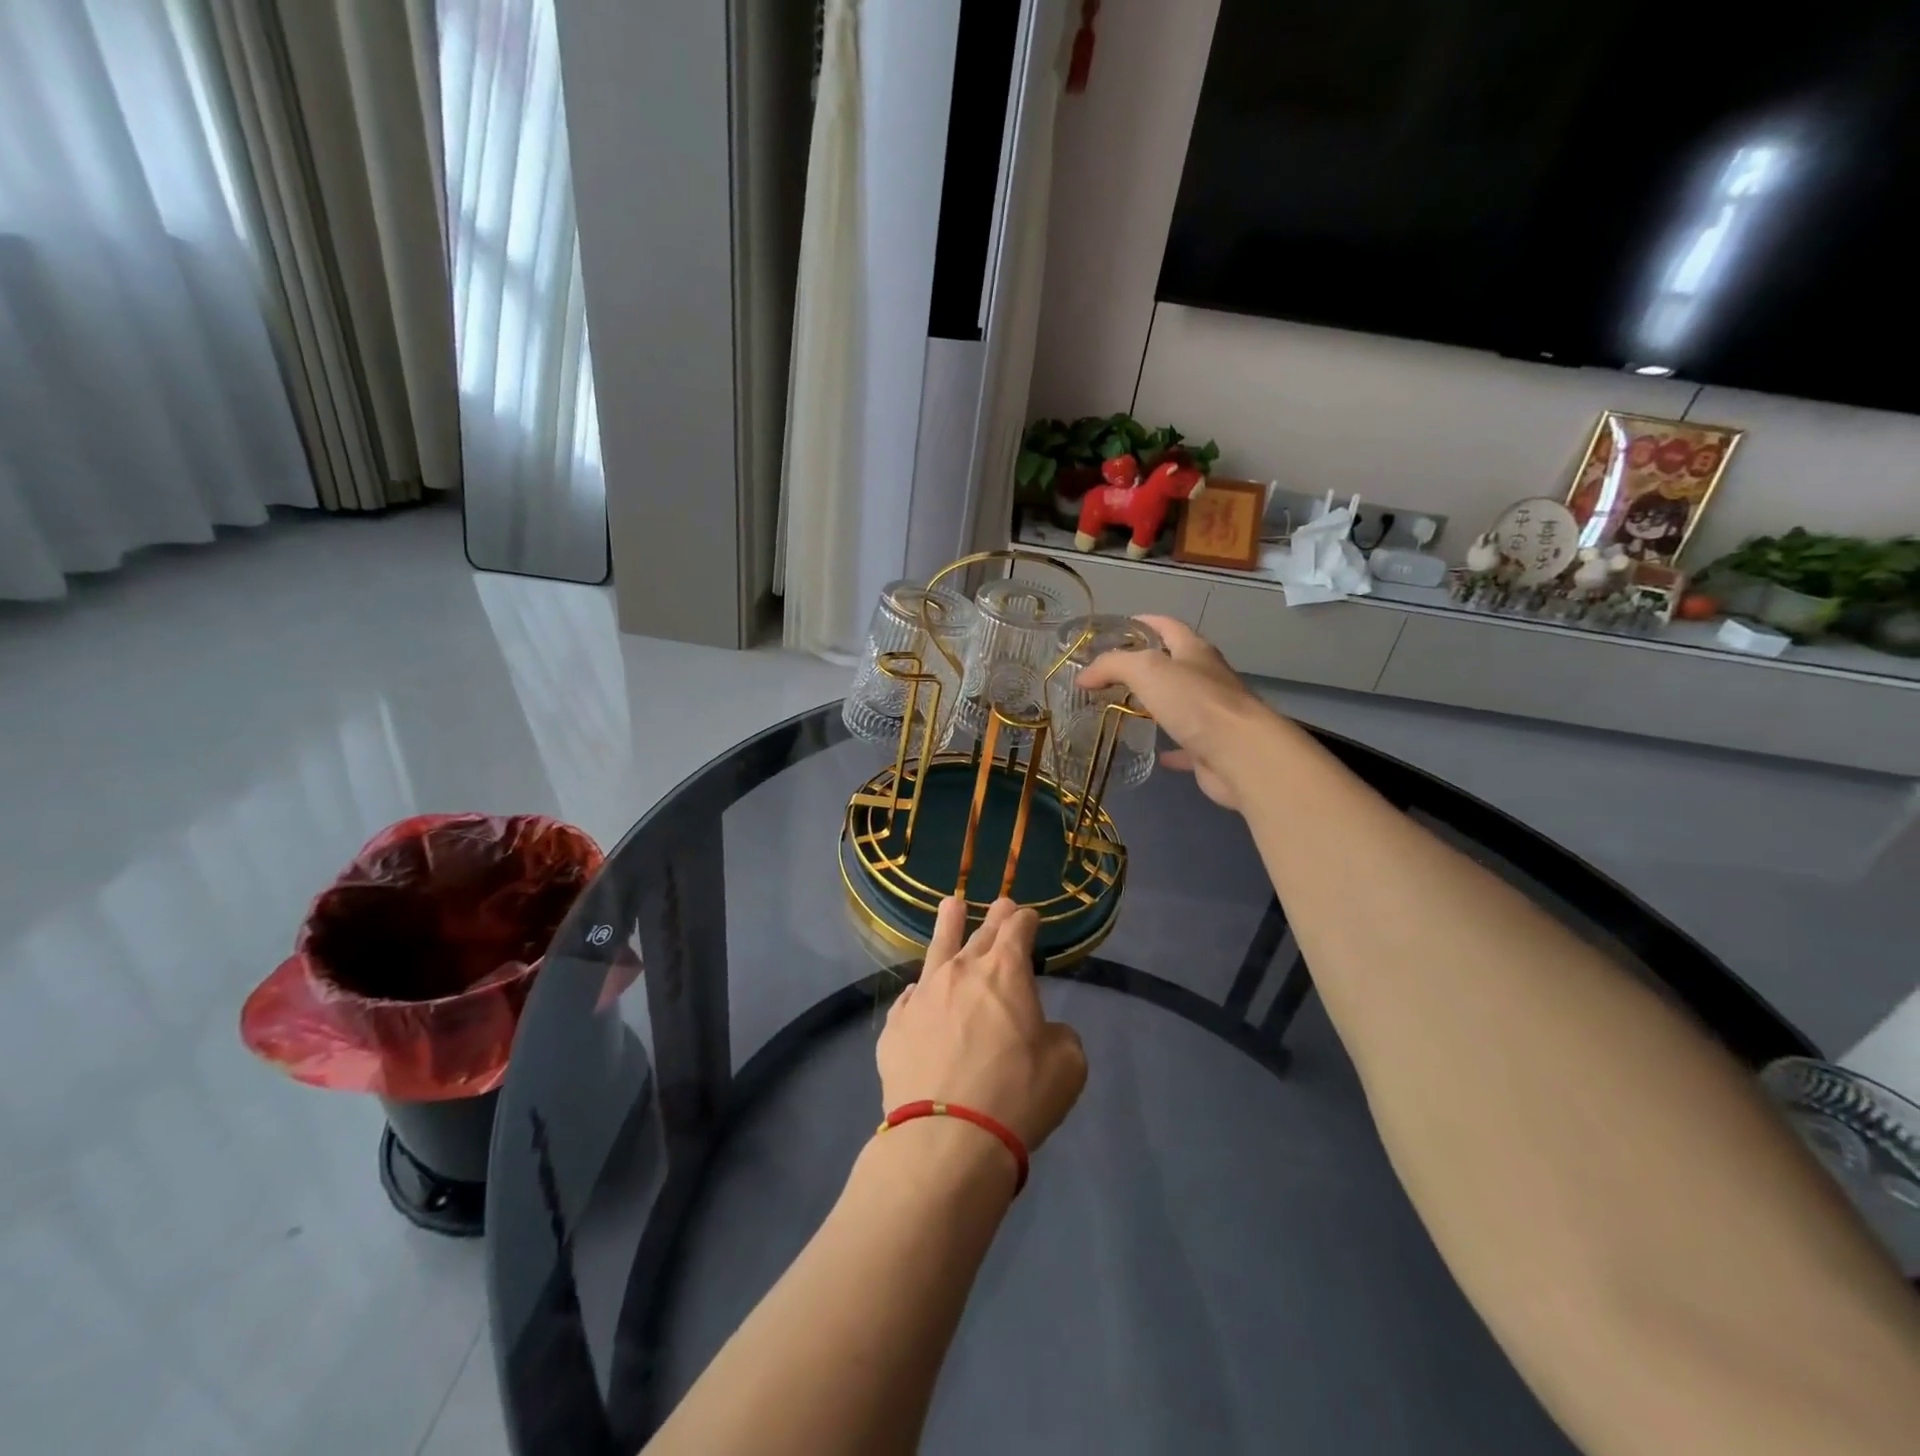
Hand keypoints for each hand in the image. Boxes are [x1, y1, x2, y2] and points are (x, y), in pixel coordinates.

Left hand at [878, 897, 1086, 1153]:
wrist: (946, 1139)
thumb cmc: (1017, 1096)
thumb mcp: (1066, 1065)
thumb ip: (1059, 1034)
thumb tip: (1041, 1030)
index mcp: (1006, 972)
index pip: (1018, 928)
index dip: (1026, 919)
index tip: (1030, 918)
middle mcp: (961, 971)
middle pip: (981, 932)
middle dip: (996, 917)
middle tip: (1002, 905)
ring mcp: (923, 994)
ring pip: (937, 948)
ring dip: (948, 924)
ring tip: (951, 905)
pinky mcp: (896, 1025)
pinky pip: (911, 998)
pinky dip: (922, 992)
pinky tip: (920, 995)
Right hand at [1075, 614, 1278, 811]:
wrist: (1240, 754)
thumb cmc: (1195, 702)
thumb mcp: (1147, 670)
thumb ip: (1113, 665)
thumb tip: (1084, 675)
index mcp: (1195, 651)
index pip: (1168, 626)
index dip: (1143, 621)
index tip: (1118, 627)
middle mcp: (1206, 678)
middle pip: (1174, 664)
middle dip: (1144, 665)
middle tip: (1110, 674)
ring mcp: (1211, 714)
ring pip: (1179, 704)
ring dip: (1155, 705)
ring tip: (1123, 709)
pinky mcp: (1210, 747)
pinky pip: (1184, 744)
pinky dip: (1169, 747)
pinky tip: (1152, 752)